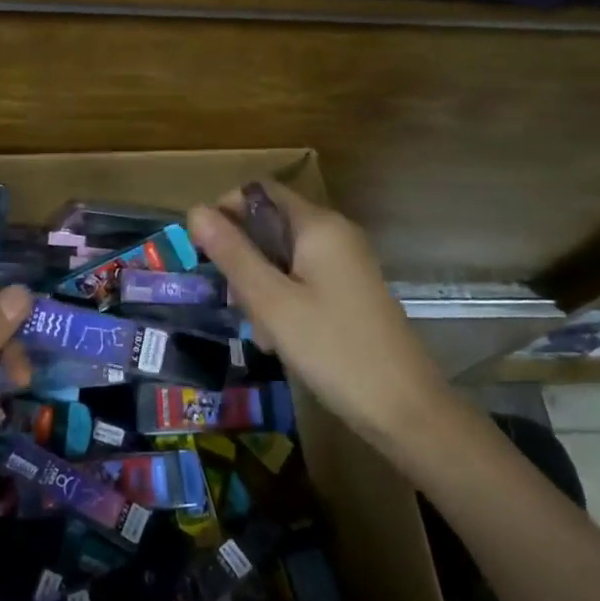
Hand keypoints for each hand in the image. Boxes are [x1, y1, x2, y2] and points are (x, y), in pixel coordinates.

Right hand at [189, 184, 444, 446]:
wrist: (404, 409)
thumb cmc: (332, 349)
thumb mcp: (272, 302)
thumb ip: (233, 254)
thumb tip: (195, 210)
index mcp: (318, 225)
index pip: (259, 191)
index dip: (225, 210)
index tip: (202, 251)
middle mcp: (335, 234)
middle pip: (270, 226)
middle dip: (243, 259)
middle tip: (235, 304)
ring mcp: (345, 264)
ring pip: (283, 258)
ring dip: (260, 287)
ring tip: (260, 332)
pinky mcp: (349, 292)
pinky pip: (302, 281)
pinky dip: (283, 302)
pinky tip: (280, 341)